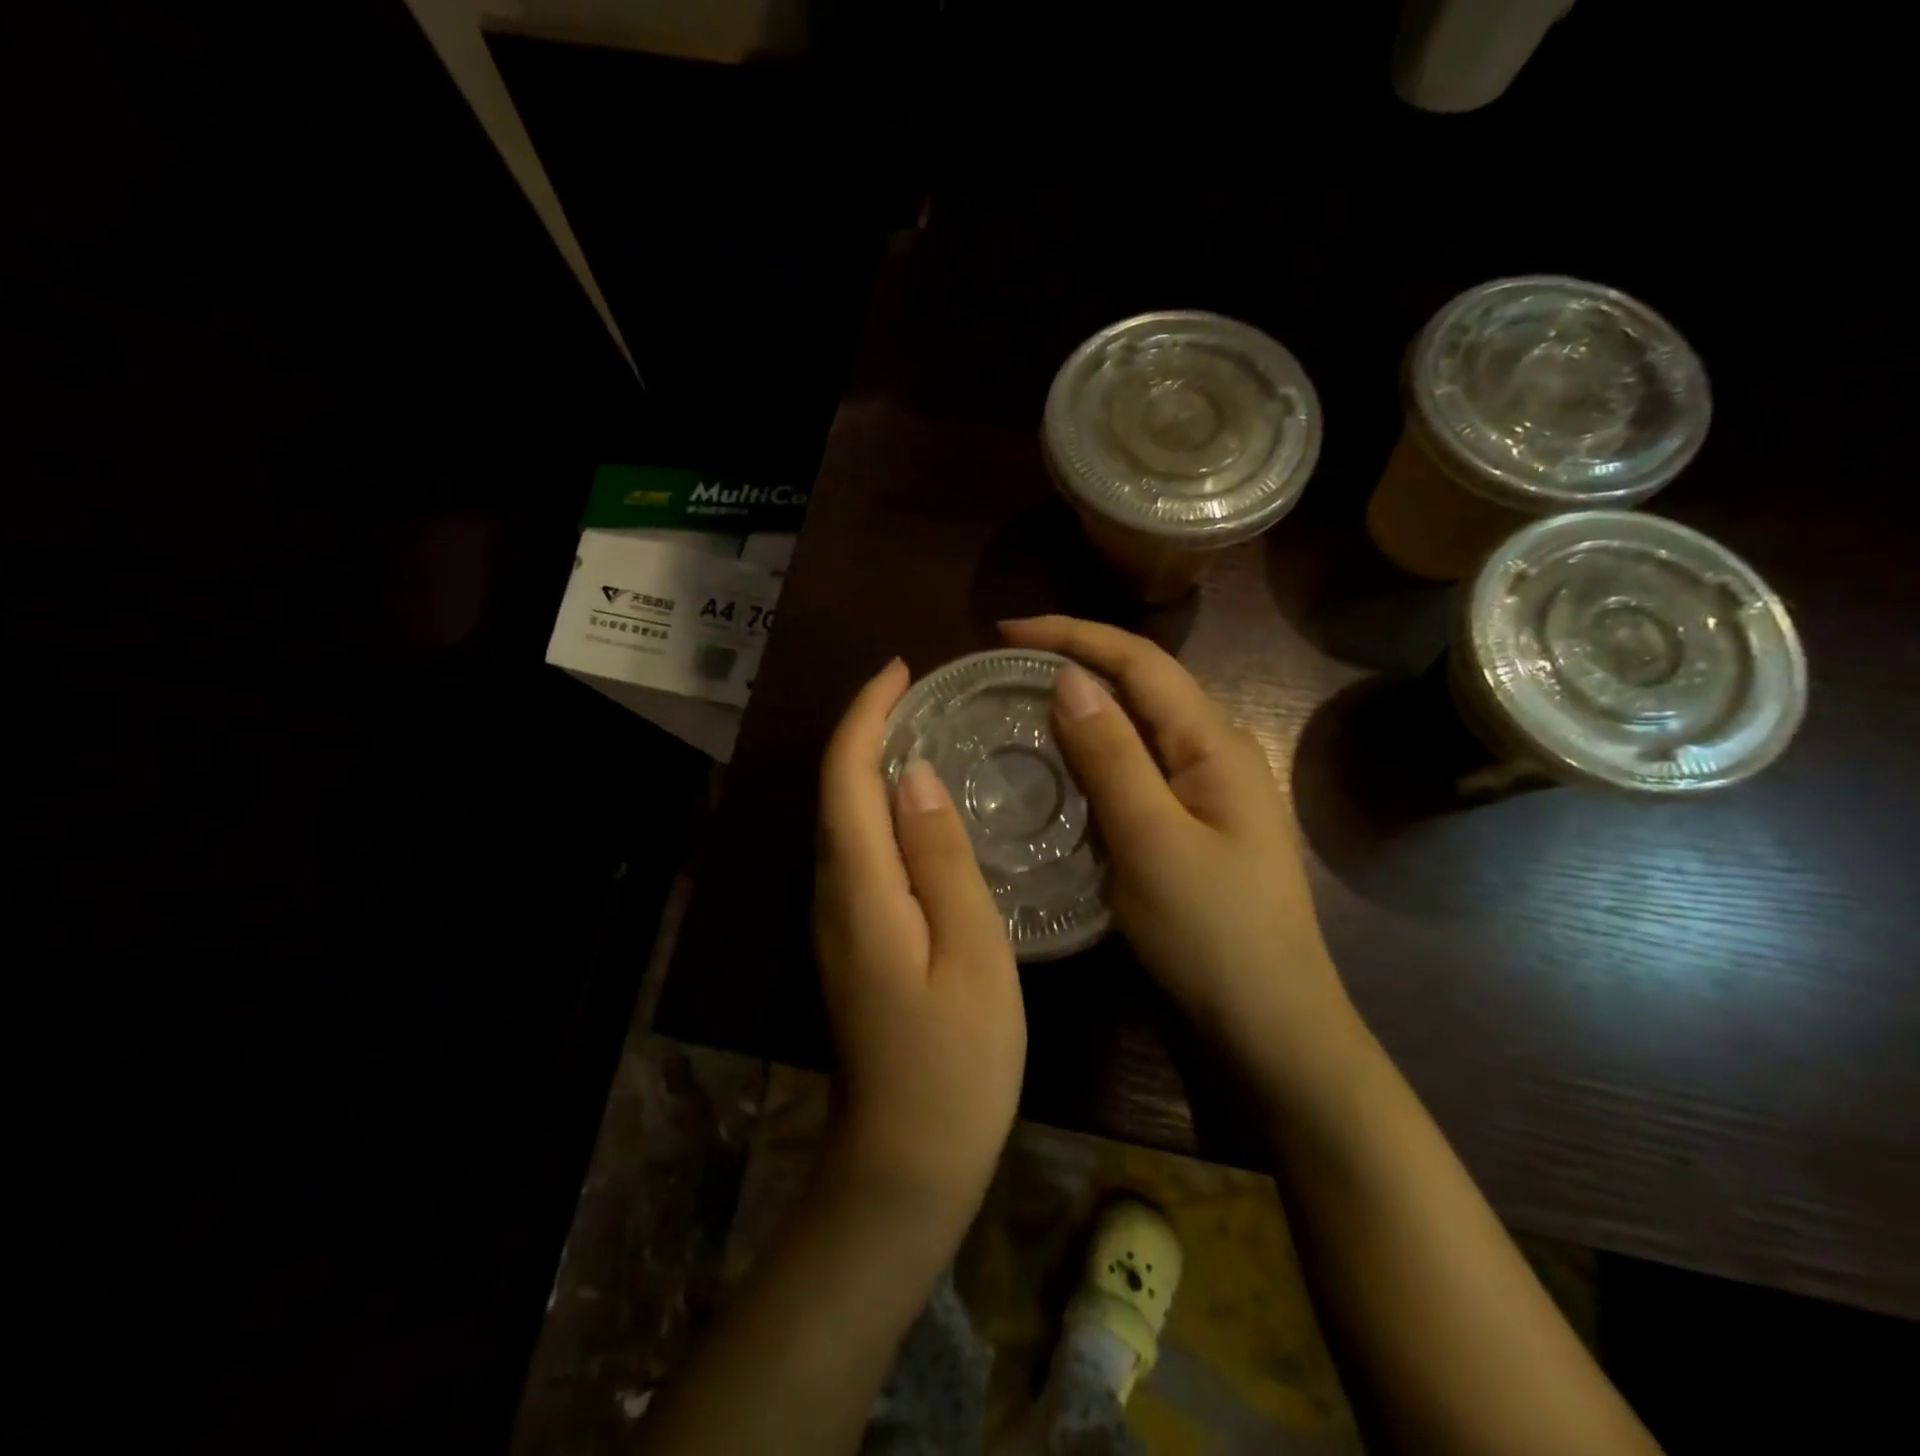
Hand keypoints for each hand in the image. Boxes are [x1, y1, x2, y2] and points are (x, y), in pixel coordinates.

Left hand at [813, 658, 1026, 1223]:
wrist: (907, 1159)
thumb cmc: (957, 1060)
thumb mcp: (971, 952)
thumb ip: (941, 860)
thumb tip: (913, 777)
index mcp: (860, 887)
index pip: (846, 777)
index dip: (865, 716)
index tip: (900, 670)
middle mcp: (833, 893)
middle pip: (836, 792)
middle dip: (866, 730)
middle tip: (922, 693)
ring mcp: (836, 919)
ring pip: (844, 820)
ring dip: (871, 765)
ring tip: (924, 730)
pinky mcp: (851, 938)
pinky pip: (858, 850)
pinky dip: (879, 808)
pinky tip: (919, 806)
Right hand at [1001, 616, 1362, 1080]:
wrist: (1270, 1027)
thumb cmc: (1213, 935)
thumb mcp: (1153, 842)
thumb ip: (1112, 757)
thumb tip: (1069, 678)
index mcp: (1214, 744)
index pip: (1140, 662)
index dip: (1073, 635)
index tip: (1006, 631)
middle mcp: (1214, 752)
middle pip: (1141, 685)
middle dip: (1076, 661)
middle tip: (1004, 667)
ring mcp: (1205, 791)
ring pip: (1136, 727)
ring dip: (1082, 707)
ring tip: (1020, 704)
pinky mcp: (1190, 824)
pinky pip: (1135, 769)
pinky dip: (1093, 754)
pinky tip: (1060, 766)